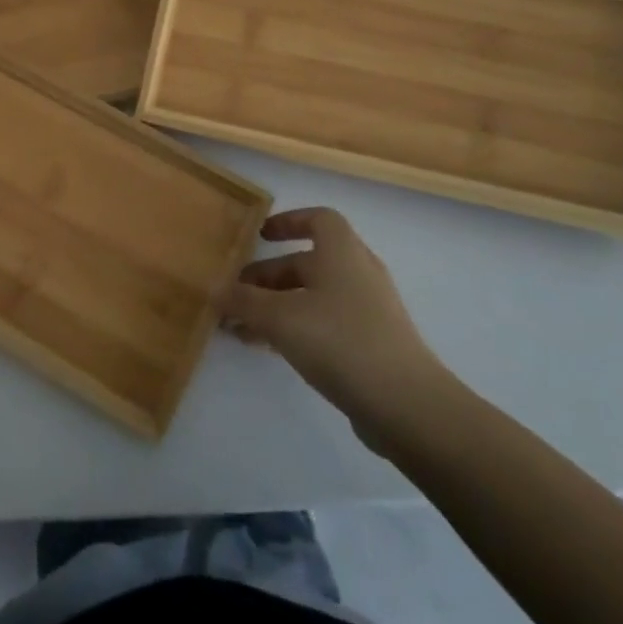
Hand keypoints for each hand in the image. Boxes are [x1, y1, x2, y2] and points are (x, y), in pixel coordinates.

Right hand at [218, 207, 456, 455]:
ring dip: (278, 306)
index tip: (259, 236)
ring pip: (314, 296)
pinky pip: (327, 323)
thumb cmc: (340, 341)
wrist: (406, 404)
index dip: (288, 222)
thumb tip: (215, 290)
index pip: (317, 219)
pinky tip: (272, 350)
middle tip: (236, 295)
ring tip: (243, 329)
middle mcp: (358, 272)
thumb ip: (244, 302)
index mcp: (341, 252)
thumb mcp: (280, 318)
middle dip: (269, 276)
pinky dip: (298, 328)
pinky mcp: (373, 344)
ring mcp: (369, 310)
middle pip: (308, 262)